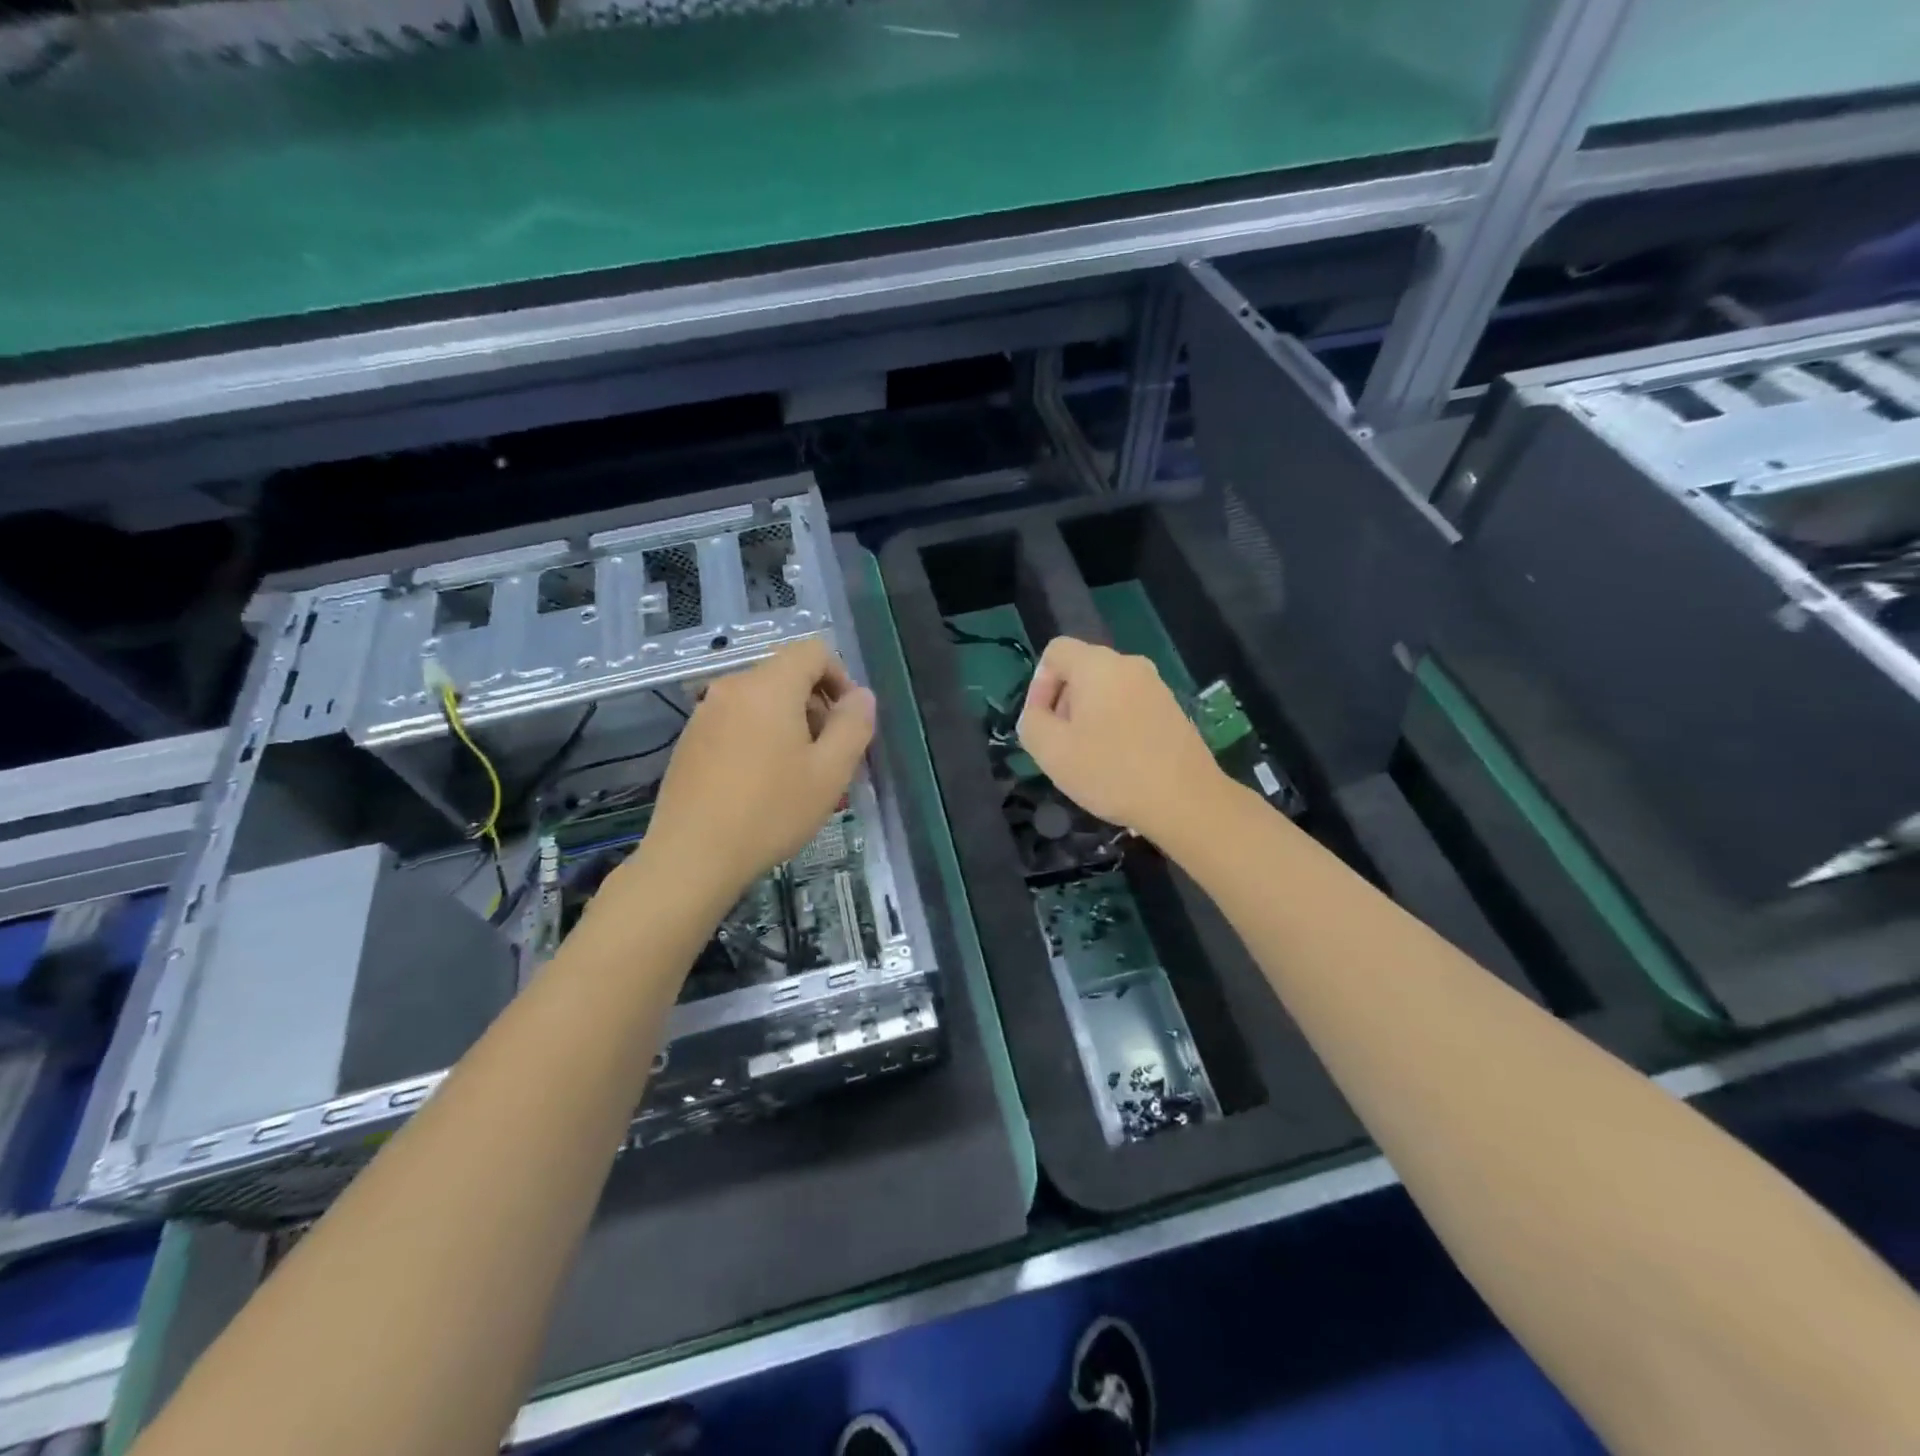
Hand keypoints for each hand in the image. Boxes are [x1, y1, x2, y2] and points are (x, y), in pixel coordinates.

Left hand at [632, 639, 875, 898]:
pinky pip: (738, 723)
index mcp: (769, 686)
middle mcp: (733, 688)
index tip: (848, 721)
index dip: (841, 677)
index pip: (813, 650)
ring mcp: (705, 713)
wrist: (692, 857)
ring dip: (790, 727)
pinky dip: (761, 739)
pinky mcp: (690, 740)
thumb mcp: (830, 772)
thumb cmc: (770, 811)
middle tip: (830, 758)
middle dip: (817, 707)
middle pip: (787, 676)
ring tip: (799, 777)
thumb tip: (861, 697)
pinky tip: (763, 786)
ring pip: (763, 703)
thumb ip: (853, 725)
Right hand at [1016, 637, 1225, 844]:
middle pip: (1081, 670)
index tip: (1042, 723)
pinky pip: (1129, 706)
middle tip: (1061, 745)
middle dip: (1063, 703)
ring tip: (1088, 758)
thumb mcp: (1051, 751)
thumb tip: (1038, 713)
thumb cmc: (1111, 771)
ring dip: (1089, 717)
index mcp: (1098, 665)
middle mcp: (1129, 665)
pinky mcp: (1172, 710)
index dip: (1038, 684)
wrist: (1185, 800)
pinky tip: (1117, 762)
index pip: (1056, 651)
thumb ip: (1031, 722)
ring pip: (1106, 690)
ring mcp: (1156, 686)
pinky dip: (1115, 726)